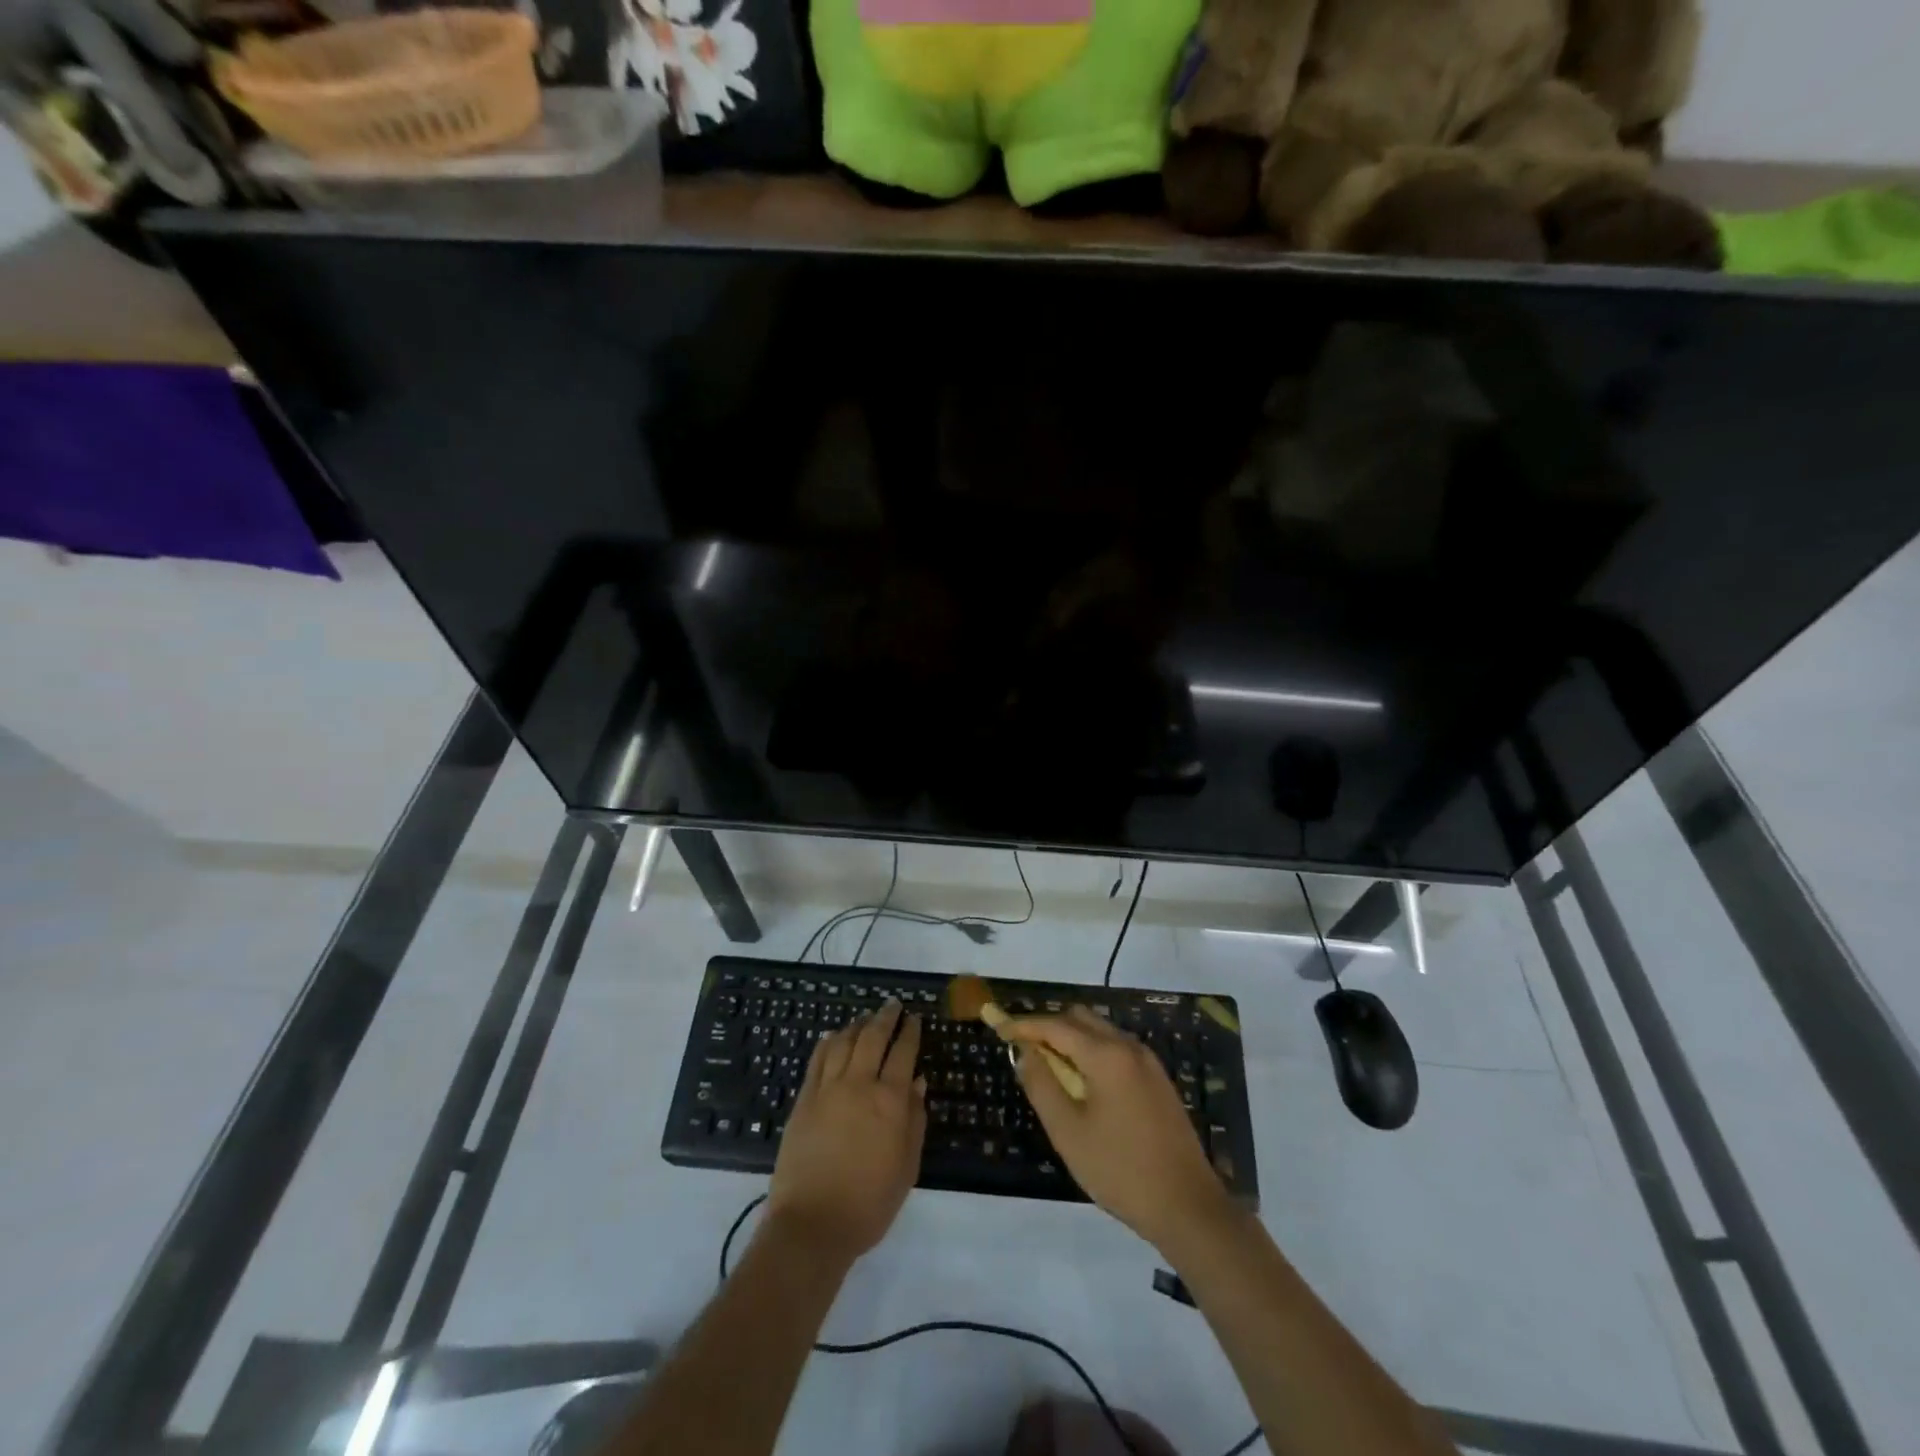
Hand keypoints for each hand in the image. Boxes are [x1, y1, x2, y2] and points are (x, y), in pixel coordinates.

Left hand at [767, 999, 926, 1263]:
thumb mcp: (907, 1166)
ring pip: (844, 1042)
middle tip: (893, 1005)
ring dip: (858, 1025)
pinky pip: (818, 1059)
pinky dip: (828, 1042)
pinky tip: (833, 1036)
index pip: (903, 1052)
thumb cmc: (869, 1203)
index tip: (915, 1018)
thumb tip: (918, 1082)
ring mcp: (828, 1089)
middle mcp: (859, 1084)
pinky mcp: (804, 1099)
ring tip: (866, 1017)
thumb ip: (915, 1120)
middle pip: (873, 1037)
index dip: (910, 1032)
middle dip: (886, 1017)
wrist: (813, 1224)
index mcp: (890, 1100)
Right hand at [1004, 1007, 1234, 1251]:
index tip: (1000, 1029)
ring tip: (1050, 1068)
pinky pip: (1117, 1049)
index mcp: (1106, 1055)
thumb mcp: (1069, 1132)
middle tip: (1025, 1051)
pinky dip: (1093, 1052)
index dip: (1025, 1025)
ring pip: (1100, 1031)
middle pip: (1081, 1018)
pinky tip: (1084, 1083)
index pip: (1056, 1025)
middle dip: (1049, 1027)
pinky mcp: (1158, 1079)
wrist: (1188, 1206)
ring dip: (1072, 1040)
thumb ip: (1042, 1085)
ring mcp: (1148, 1062)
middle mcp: (1129, 1046)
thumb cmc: (1121, 1170)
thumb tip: (1024, 1053)